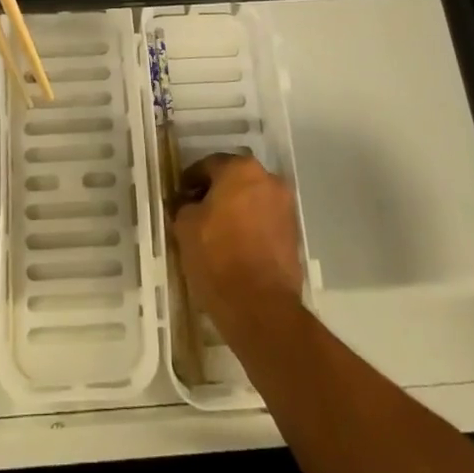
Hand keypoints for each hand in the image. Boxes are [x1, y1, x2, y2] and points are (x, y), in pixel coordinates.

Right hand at [172, 153, 304, 340]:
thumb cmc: (218, 256)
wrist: (260, 307)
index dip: (190, 181)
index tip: (179, 197)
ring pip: (252, 201)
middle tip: (196, 212)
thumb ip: (184, 206)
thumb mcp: (185, 226)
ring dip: (235, 211)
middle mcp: (269, 180)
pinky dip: (250, 228)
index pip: (209, 165)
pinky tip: (234, 247)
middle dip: (216, 193)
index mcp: (241, 169)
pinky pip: (264, 222)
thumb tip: (188, 204)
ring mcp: (286, 208)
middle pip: (234, 180)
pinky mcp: (294, 236)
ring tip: (215, 233)